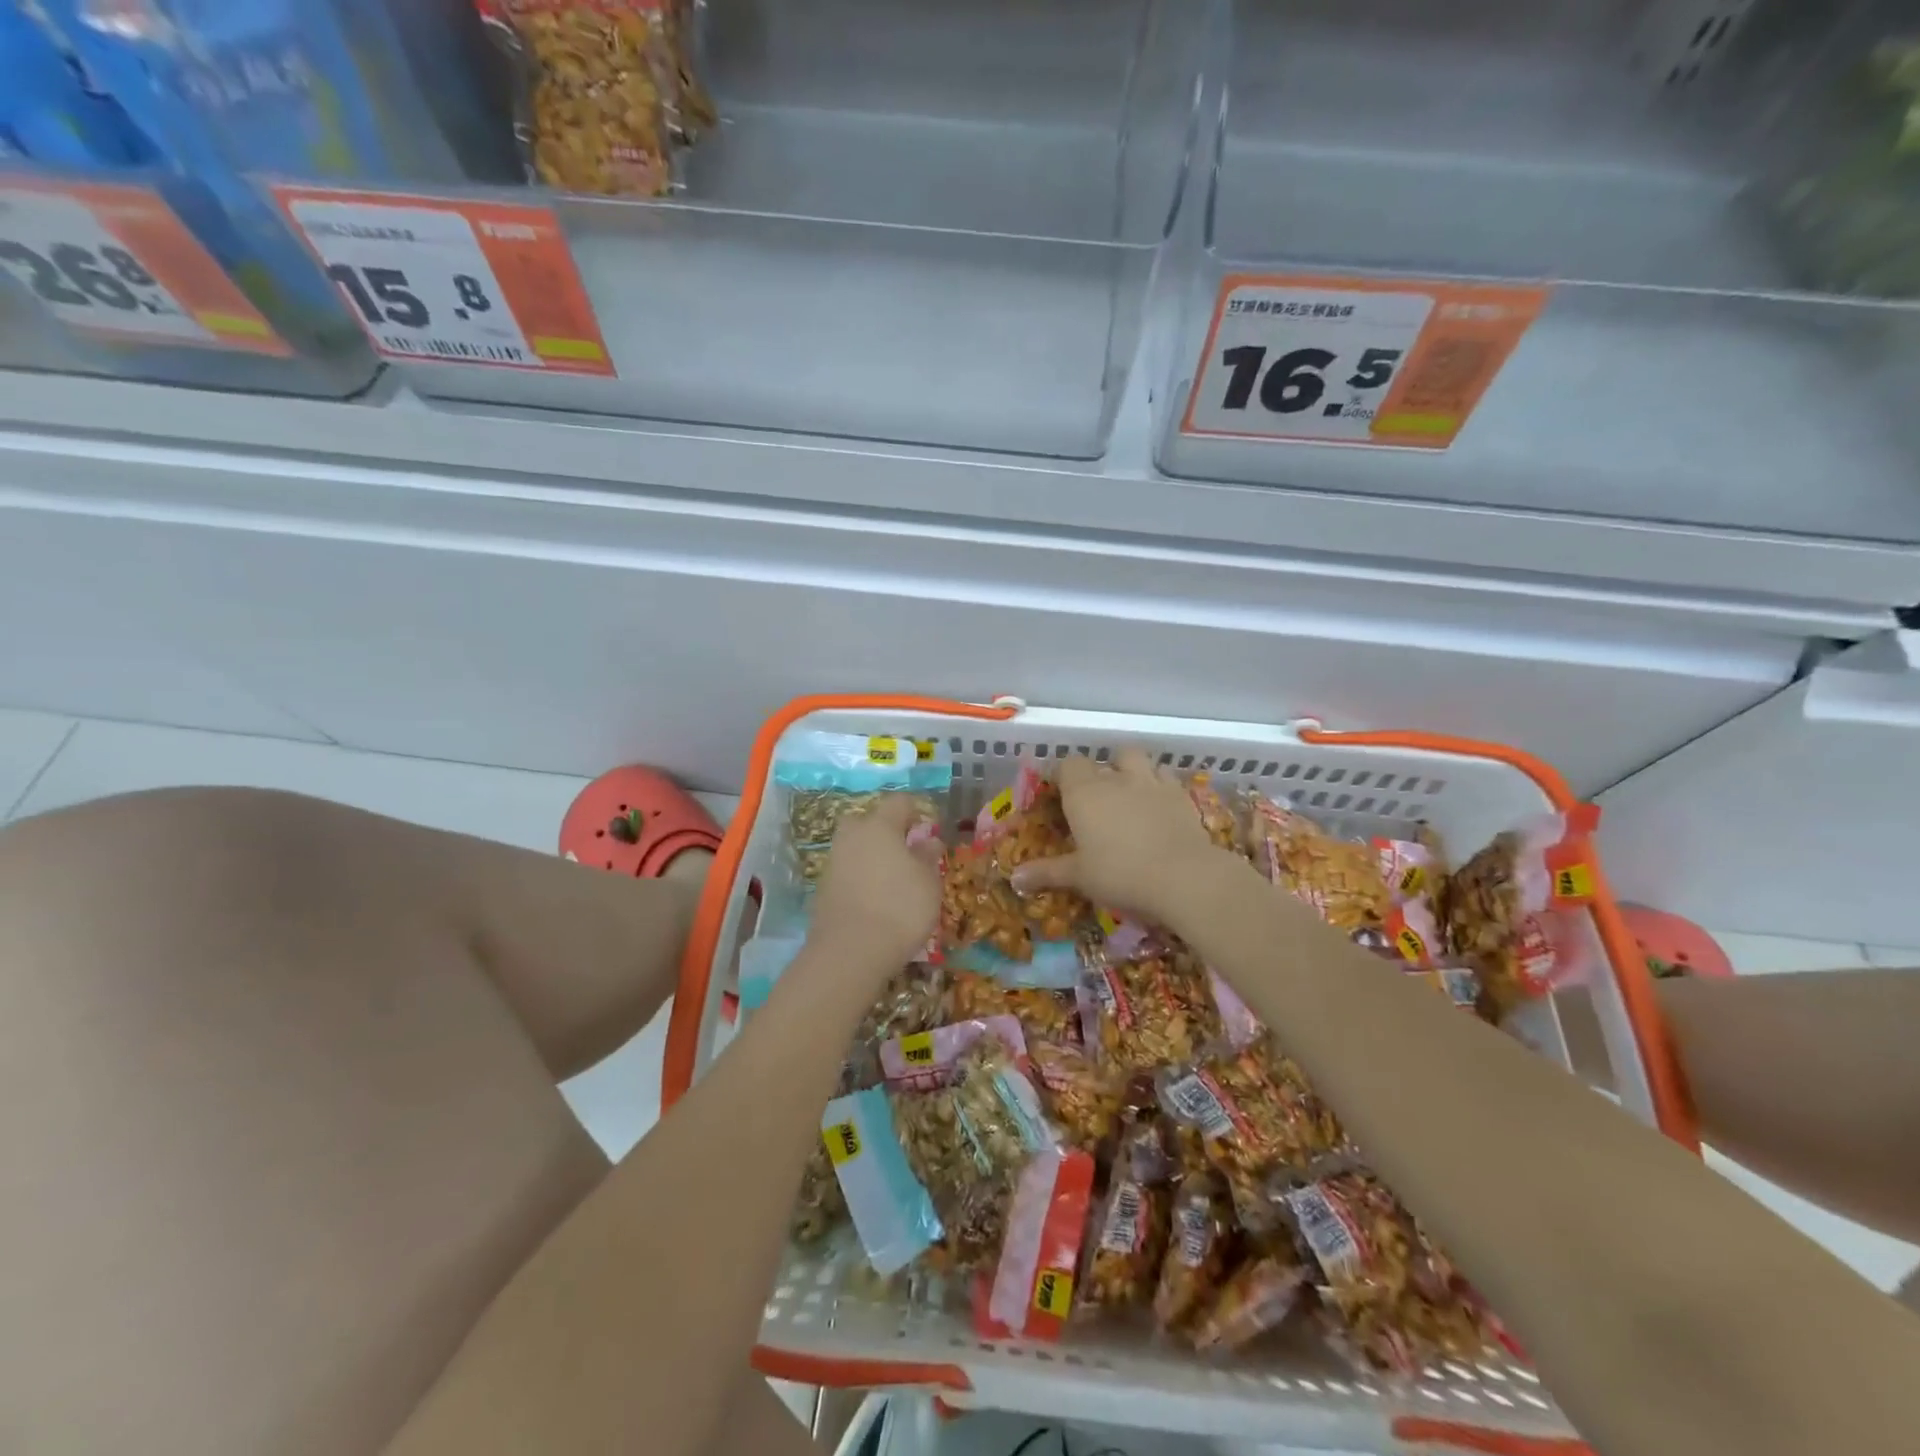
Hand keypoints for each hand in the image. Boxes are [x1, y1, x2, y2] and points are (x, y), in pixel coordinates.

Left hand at [810, 795, 942, 971]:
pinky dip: (860, 878)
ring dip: (871, 856)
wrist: (850, 952)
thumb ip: (928, 856)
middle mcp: (852, 837)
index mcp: (879, 826)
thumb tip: (928, 841)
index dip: (916, 811)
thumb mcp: (929, 882)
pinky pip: (847, 872)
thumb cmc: (900, 908)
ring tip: (893, 880)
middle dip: (885, 830)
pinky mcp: (823, 889)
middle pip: (868, 821)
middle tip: (906, 852)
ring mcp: (833, 862)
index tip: (929, 828)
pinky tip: (875, 899)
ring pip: (855, 847)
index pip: (898, 803)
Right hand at [1011, 747, 1229, 924]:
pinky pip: (1166, 778)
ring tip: (1129, 793)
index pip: (1067, 765)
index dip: (1062, 775)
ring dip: (1131, 770)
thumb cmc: (1120, 873)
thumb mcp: (1079, 877)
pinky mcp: (1181, 795)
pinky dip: (1159, 785)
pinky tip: (1158, 805)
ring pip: (1138, 759)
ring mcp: (1152, 782)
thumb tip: (1015, 878)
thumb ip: (1047, 872)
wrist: (1184, 877)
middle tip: (1096, 797)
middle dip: (1099, 771)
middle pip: (1104, 759)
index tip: (1057, 793)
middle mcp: (1116, 778)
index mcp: (1084, 792)